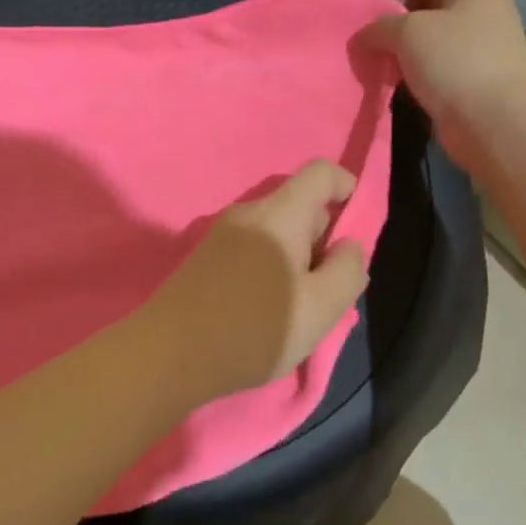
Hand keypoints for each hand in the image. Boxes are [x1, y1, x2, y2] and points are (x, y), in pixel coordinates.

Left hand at [139, 160, 369, 401]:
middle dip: (323, 236)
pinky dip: (271, 264)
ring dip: (297, 256)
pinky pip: (253, 245)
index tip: (355, 227)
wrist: (170, 352)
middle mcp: (249, 212)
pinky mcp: (206, 255)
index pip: (320, 172)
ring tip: (299, 305)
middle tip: (328, 287)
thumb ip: (348, 271)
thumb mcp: (321, 308)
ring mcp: (222, 232)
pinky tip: (267, 307)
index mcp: (280, 213)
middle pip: (298, 203)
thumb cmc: (254, 328)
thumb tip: (349, 245)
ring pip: (276, 229)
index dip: (347, 187)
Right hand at [358, 0, 525, 149]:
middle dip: (392, 3)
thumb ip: (381, 24)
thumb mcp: (410, 30)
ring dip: (395, 36)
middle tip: (362, 19)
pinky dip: (405, 62)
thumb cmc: (456, 60)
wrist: (495, 122)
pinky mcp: (465, 77)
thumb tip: (368, 33)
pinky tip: (384, 71)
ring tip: (368, 47)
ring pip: (426, 30)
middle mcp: (478, 10)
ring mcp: (474, 45)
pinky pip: (429, 60)